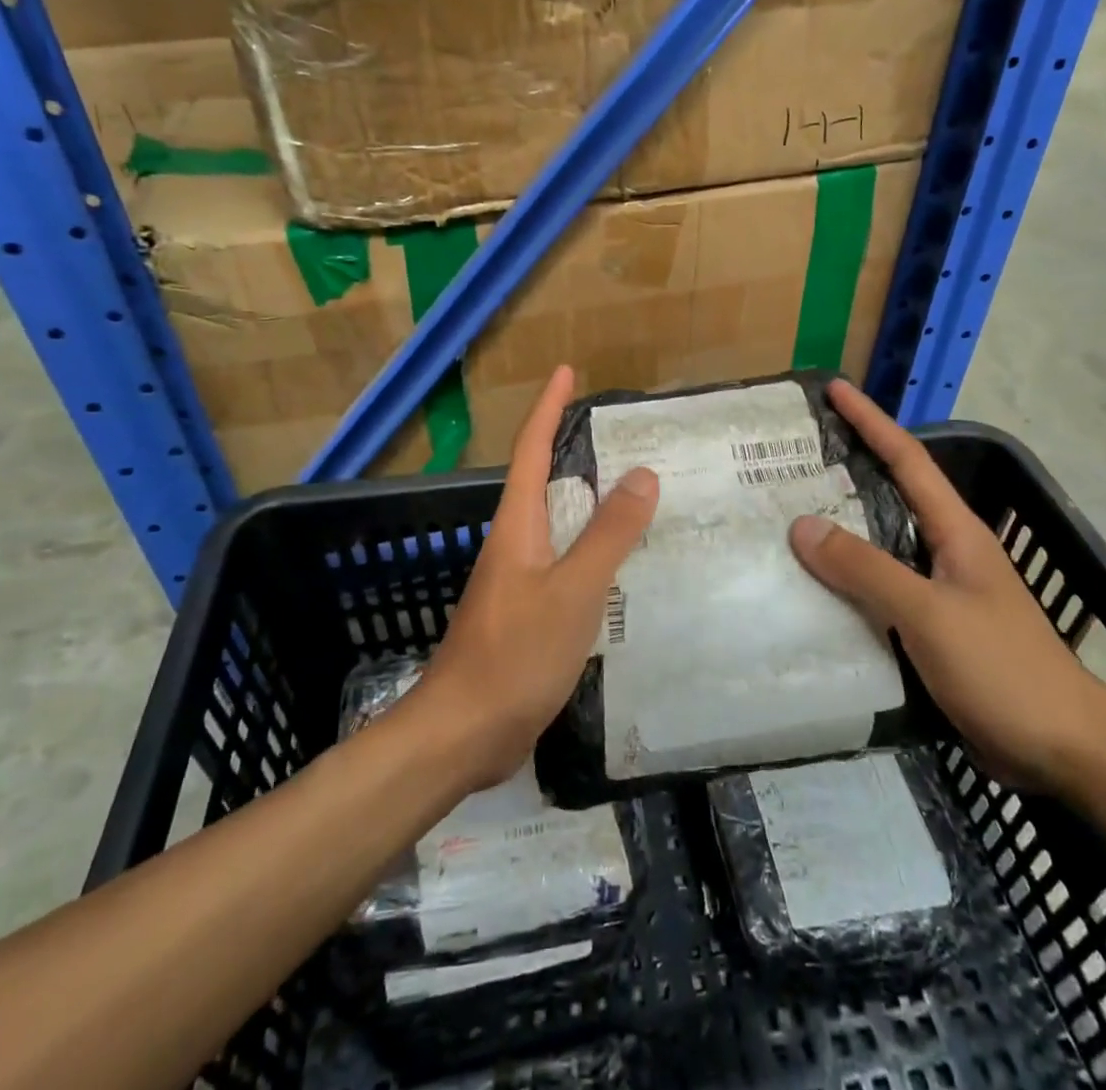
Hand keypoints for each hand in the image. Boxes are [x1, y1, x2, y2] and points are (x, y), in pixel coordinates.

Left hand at [412, 365, 658, 788]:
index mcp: (517, 526)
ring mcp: (516, 580)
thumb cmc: (515, 655)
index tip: (565, 371)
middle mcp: (512, 543)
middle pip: (540, 479)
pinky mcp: (525, 613)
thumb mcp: (573, 591)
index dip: (548, 407)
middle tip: (615, 430)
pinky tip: (613, 560)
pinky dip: (588, 544)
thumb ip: (608, 535)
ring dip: (583, 498)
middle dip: (567, 445)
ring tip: (627, 488)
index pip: (532, 449)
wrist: (463, 733)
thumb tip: (642, 474)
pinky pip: (562, 560)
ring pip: (553, 522)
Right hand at [788, 379, 1105, 792]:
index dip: (871, 421)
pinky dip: (846, 581)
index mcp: (955, 532)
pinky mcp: (932, 629)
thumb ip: (866, 569)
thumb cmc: (1003, 670)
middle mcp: (946, 551)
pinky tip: (813, 590)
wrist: (1066, 750)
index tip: (834, 390)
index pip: (907, 459)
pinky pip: (879, 590)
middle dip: (846, 469)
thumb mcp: (929, 614)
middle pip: (889, 495)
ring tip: (787, 518)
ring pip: (880, 546)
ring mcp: (940, 591)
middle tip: (791, 458)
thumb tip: (802, 526)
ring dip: (840, 530)